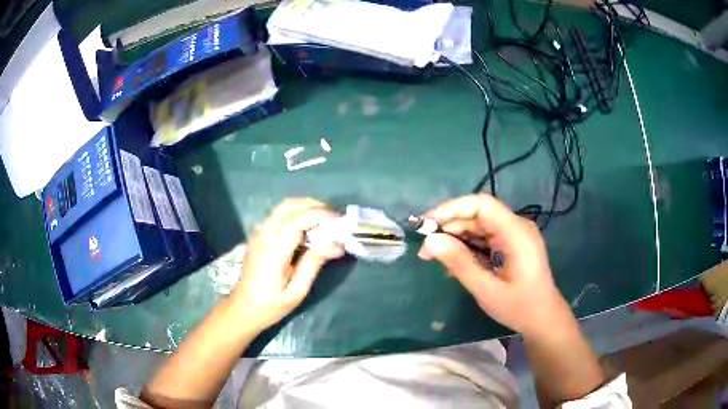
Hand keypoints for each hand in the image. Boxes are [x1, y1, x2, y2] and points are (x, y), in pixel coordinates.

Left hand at [230, 198, 343, 333]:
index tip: (339, 219)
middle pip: (287, 206)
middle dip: (312, 205)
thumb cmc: (271, 305)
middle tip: (333, 215)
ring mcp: (258, 234)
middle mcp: (263, 236)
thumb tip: (337, 245)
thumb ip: (314, 264)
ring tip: (323, 219)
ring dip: (304, 207)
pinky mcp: (257, 236)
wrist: (243, 308)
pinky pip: (277, 216)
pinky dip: (295, 214)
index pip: (297, 221)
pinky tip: (306, 227)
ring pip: (281, 208)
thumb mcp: (297, 290)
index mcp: (273, 251)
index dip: (319, 215)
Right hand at [418, 194, 574, 337]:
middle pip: (479, 214)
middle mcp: (516, 226)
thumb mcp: (486, 289)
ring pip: (479, 225)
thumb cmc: (519, 307)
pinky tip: (453, 261)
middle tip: (425, 247)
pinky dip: (467, 246)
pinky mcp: (511, 244)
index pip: (482, 205)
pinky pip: (485, 237)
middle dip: (450, 226)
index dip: (452, 208)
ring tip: (433, 255)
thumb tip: (429, 241)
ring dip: (456, 237)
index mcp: (516, 232)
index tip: (427, 224)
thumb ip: (459, 263)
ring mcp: (515, 235)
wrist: (544, 319)